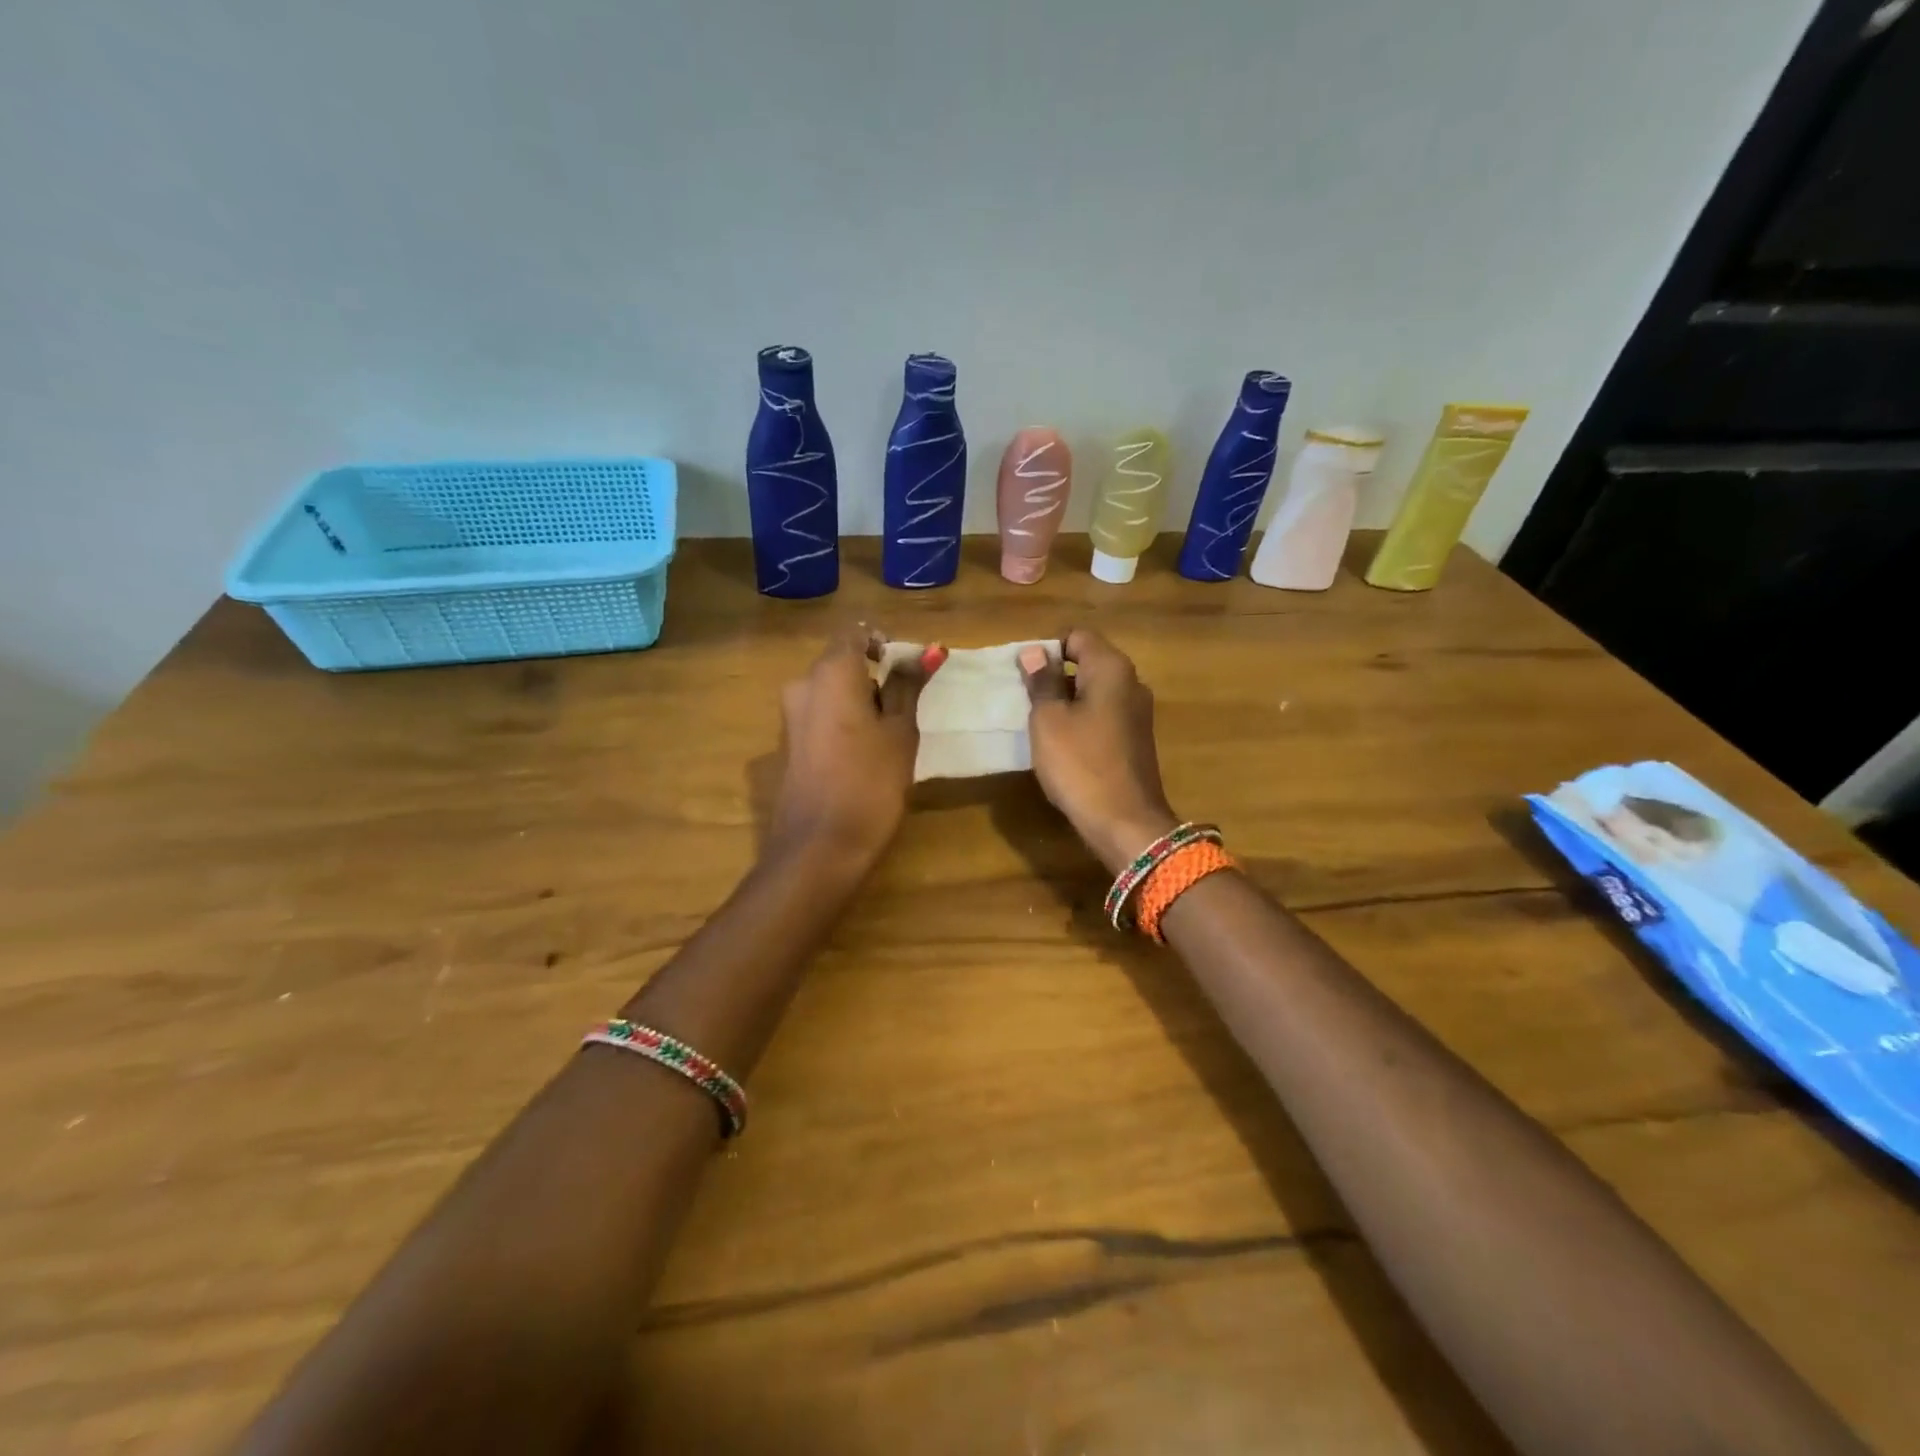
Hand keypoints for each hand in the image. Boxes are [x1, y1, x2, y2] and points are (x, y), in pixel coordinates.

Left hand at [767, 629, 943, 867]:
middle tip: (908, 709)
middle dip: (876, 678)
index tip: (911, 671)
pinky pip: (822, 716)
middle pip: (843, 663)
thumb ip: (908, 687)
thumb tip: (926, 651)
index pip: (856, 633)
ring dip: (862, 702)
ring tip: (892, 736)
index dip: (885, 644)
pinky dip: (846, 723)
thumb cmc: (870, 783)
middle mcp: (802, 684)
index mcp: (830, 672)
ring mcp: (791, 716)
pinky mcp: (789, 744)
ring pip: (833, 692)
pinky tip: (866, 756)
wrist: (819, 848)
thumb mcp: (900, 732)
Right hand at [1021, 629, 1179, 874]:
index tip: (1025, 677)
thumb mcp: (1049, 720)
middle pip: (1088, 661)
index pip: (1077, 636)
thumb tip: (1036, 652)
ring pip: (1095, 691)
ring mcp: (1138, 712)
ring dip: (1067, 701)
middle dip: (1055, 675)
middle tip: (1026, 700)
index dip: (1048, 650)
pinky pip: (1103, 715)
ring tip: (1039, 724)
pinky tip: (1063, 745)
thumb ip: (1042, 682)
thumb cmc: (1080, 764)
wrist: (1125, 822)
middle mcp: (1131, 682)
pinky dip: (1082, 721)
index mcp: (1112, 668)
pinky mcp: (1136, 739)